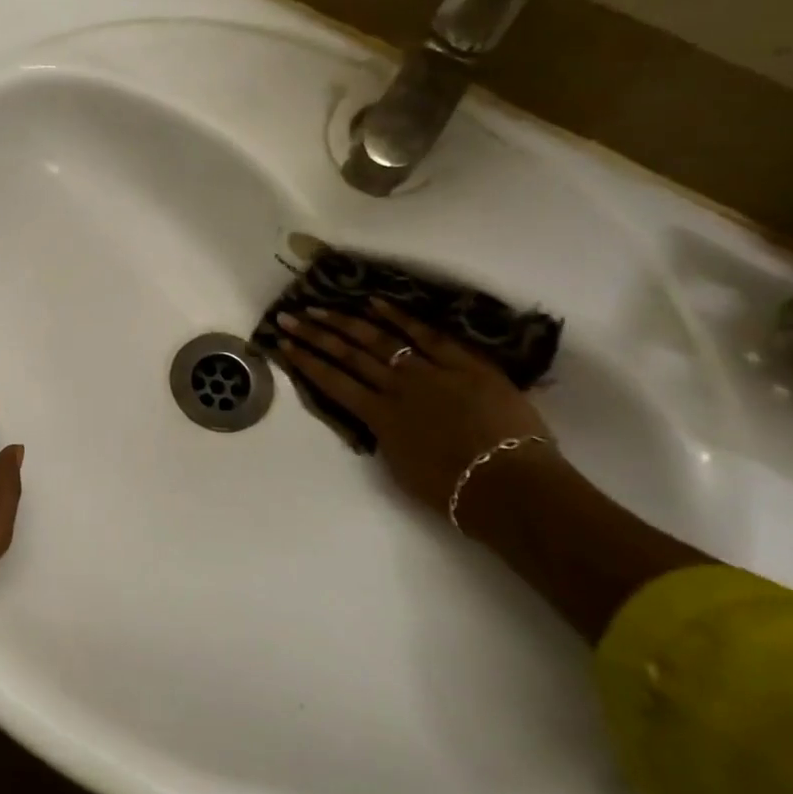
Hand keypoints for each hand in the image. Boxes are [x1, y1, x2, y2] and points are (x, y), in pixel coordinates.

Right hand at [272, 300, 552, 517]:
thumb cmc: (454, 491)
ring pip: (380, 340)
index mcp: (379, 417)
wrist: (509, 486)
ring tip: (321, 307)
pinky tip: (376, 302)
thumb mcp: (402, 468)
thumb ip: (387, 437)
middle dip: (315, 334)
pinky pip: (428, 335)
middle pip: (348, 355)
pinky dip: (401, 317)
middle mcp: (396, 388)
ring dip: (346, 322)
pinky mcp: (464, 365)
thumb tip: (381, 419)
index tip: (283, 343)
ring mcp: (430, 372)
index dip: (305, 361)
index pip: (332, 382)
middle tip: (290, 315)